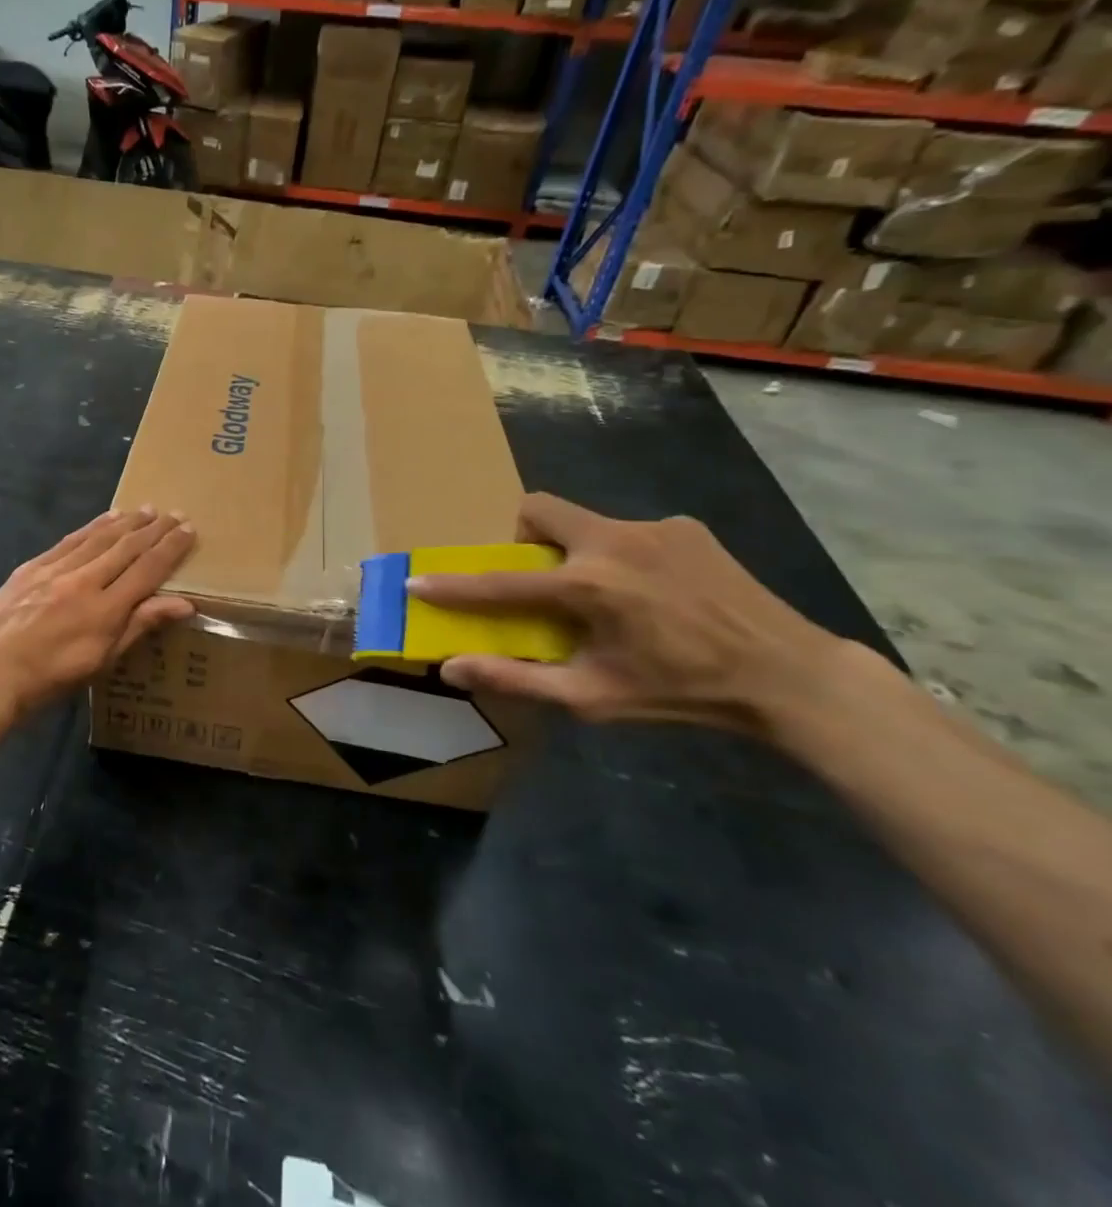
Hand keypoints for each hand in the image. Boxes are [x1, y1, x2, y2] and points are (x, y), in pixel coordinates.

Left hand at [0, 507, 195, 721]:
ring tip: (146, 509)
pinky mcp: (32, 567)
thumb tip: (185, 604)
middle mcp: (84, 580)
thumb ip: (142, 625)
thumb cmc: (53, 676)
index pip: (148, 569)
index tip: (189, 529)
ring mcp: (56, 570)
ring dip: (126, 522)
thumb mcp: (104, 660)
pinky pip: (70, 540)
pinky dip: (92, 527)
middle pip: (127, 547)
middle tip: (174, 513)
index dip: (171, 548)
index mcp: (106, 608)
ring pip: (99, 538)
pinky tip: (105, 519)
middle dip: (154, 529)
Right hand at [407, 493, 845, 732]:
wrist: (789, 676)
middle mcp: (613, 542)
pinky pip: (630, 532)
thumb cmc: (681, 693)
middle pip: (538, 509)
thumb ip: (517, 679)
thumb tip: (451, 667)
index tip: (418, 582)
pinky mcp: (685, 526)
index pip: (501, 582)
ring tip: (611, 596)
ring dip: (577, 552)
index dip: (454, 585)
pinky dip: (623, 557)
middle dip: (522, 536)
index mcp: (588, 587)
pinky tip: (656, 593)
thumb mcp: (593, 697)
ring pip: (585, 522)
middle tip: (540, 576)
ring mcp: (653, 527)